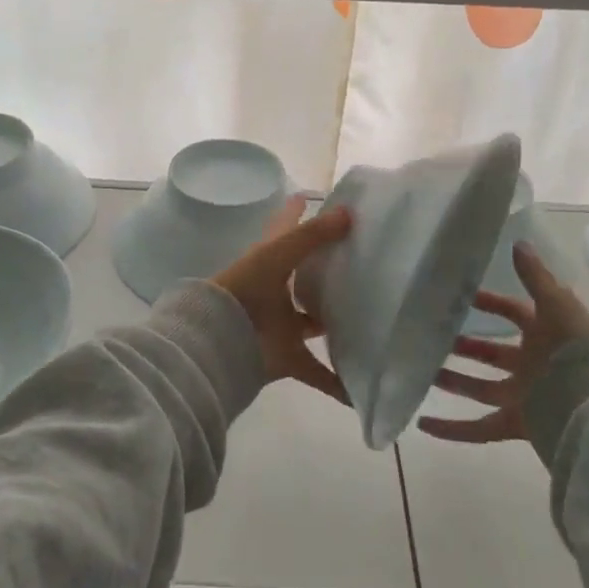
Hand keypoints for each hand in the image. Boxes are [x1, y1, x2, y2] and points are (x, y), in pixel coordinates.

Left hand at [212, 195, 351, 401]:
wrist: (218, 340)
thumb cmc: (246, 287)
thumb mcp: (278, 253)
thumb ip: (312, 234)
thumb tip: (348, 212)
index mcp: (269, 261)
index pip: (284, 229)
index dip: (295, 212)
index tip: (311, 196)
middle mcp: (276, 291)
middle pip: (303, 278)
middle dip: (325, 273)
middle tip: (362, 263)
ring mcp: (281, 325)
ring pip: (313, 323)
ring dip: (334, 323)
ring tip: (370, 318)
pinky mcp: (287, 357)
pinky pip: (317, 373)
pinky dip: (337, 384)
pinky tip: (361, 391)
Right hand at [417, 242, 588, 442]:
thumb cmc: (577, 350)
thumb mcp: (556, 305)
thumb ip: (536, 277)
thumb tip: (518, 242)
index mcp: (545, 334)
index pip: (513, 313)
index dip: (489, 303)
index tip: (460, 297)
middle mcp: (533, 365)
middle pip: (493, 353)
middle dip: (466, 345)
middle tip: (434, 336)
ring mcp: (525, 396)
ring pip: (480, 388)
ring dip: (453, 382)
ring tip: (422, 373)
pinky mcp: (517, 424)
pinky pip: (478, 428)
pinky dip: (451, 429)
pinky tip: (424, 424)